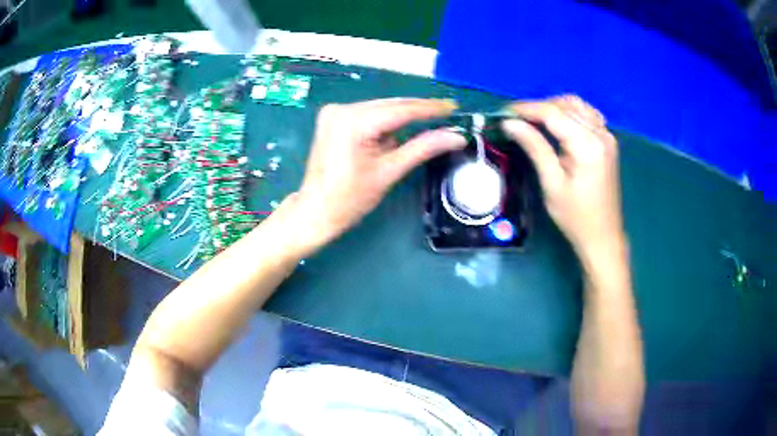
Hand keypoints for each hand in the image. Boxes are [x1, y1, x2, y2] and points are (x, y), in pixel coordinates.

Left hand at [293, 98, 466, 249]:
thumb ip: (423, 148)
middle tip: (446, 114)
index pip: (401, 110)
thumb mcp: (389, 172)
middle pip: (390, 106)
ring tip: (423, 128)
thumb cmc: (350, 198)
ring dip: (401, 118)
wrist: (315, 210)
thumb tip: (456, 136)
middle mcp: (342, 108)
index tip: (453, 107)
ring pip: (380, 108)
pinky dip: (384, 122)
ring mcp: (334, 111)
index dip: (430, 108)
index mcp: (354, 121)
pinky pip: (368, 114)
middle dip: (417, 111)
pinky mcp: (332, 117)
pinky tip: (393, 134)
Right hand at [502, 95, 624, 259]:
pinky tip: (558, 124)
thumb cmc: (576, 217)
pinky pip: (587, 115)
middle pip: (565, 105)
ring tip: (534, 120)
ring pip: (577, 106)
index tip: (504, 112)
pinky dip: (570, 113)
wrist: (603, 236)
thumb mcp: (552, 184)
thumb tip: (510, 123)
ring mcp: (607, 136)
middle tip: (516, 119)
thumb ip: (534, 147)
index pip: (553, 114)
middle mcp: (600, 134)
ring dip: (554, 107)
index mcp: (588, 145)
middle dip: (539, 107)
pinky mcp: (608, 142)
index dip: (527, 109)